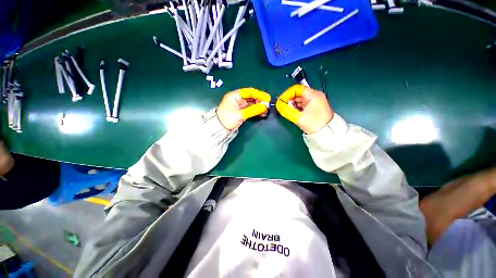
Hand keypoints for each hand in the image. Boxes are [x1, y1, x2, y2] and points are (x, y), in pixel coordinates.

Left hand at [216, 88, 270, 130]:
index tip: (267, 98)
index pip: (249, 92)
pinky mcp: (242, 112)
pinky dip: (256, 111)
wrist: (219, 128)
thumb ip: (252, 110)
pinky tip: (262, 114)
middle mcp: (238, 99)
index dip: (259, 94)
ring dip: (259, 107)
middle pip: (251, 97)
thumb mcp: (240, 114)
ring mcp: (240, 106)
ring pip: (252, 104)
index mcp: (235, 96)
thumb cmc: (227, 119)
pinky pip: (251, 109)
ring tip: (266, 111)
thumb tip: (264, 107)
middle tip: (268, 106)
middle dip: (260, 101)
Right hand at [276, 84, 332, 133]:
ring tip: (287, 111)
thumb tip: (278, 105)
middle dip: (289, 100)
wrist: (326, 134)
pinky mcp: (313, 108)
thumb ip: (286, 111)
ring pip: (299, 100)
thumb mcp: (299, 117)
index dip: (287, 94)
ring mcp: (314, 102)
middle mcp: (314, 96)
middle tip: (283, 107)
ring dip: (292, 104)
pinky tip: (292, 112)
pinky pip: (302, 105)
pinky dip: (296, 108)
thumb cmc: (313, 124)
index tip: (281, 101)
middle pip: (298, 94)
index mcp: (313, 95)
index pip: (297, 89)